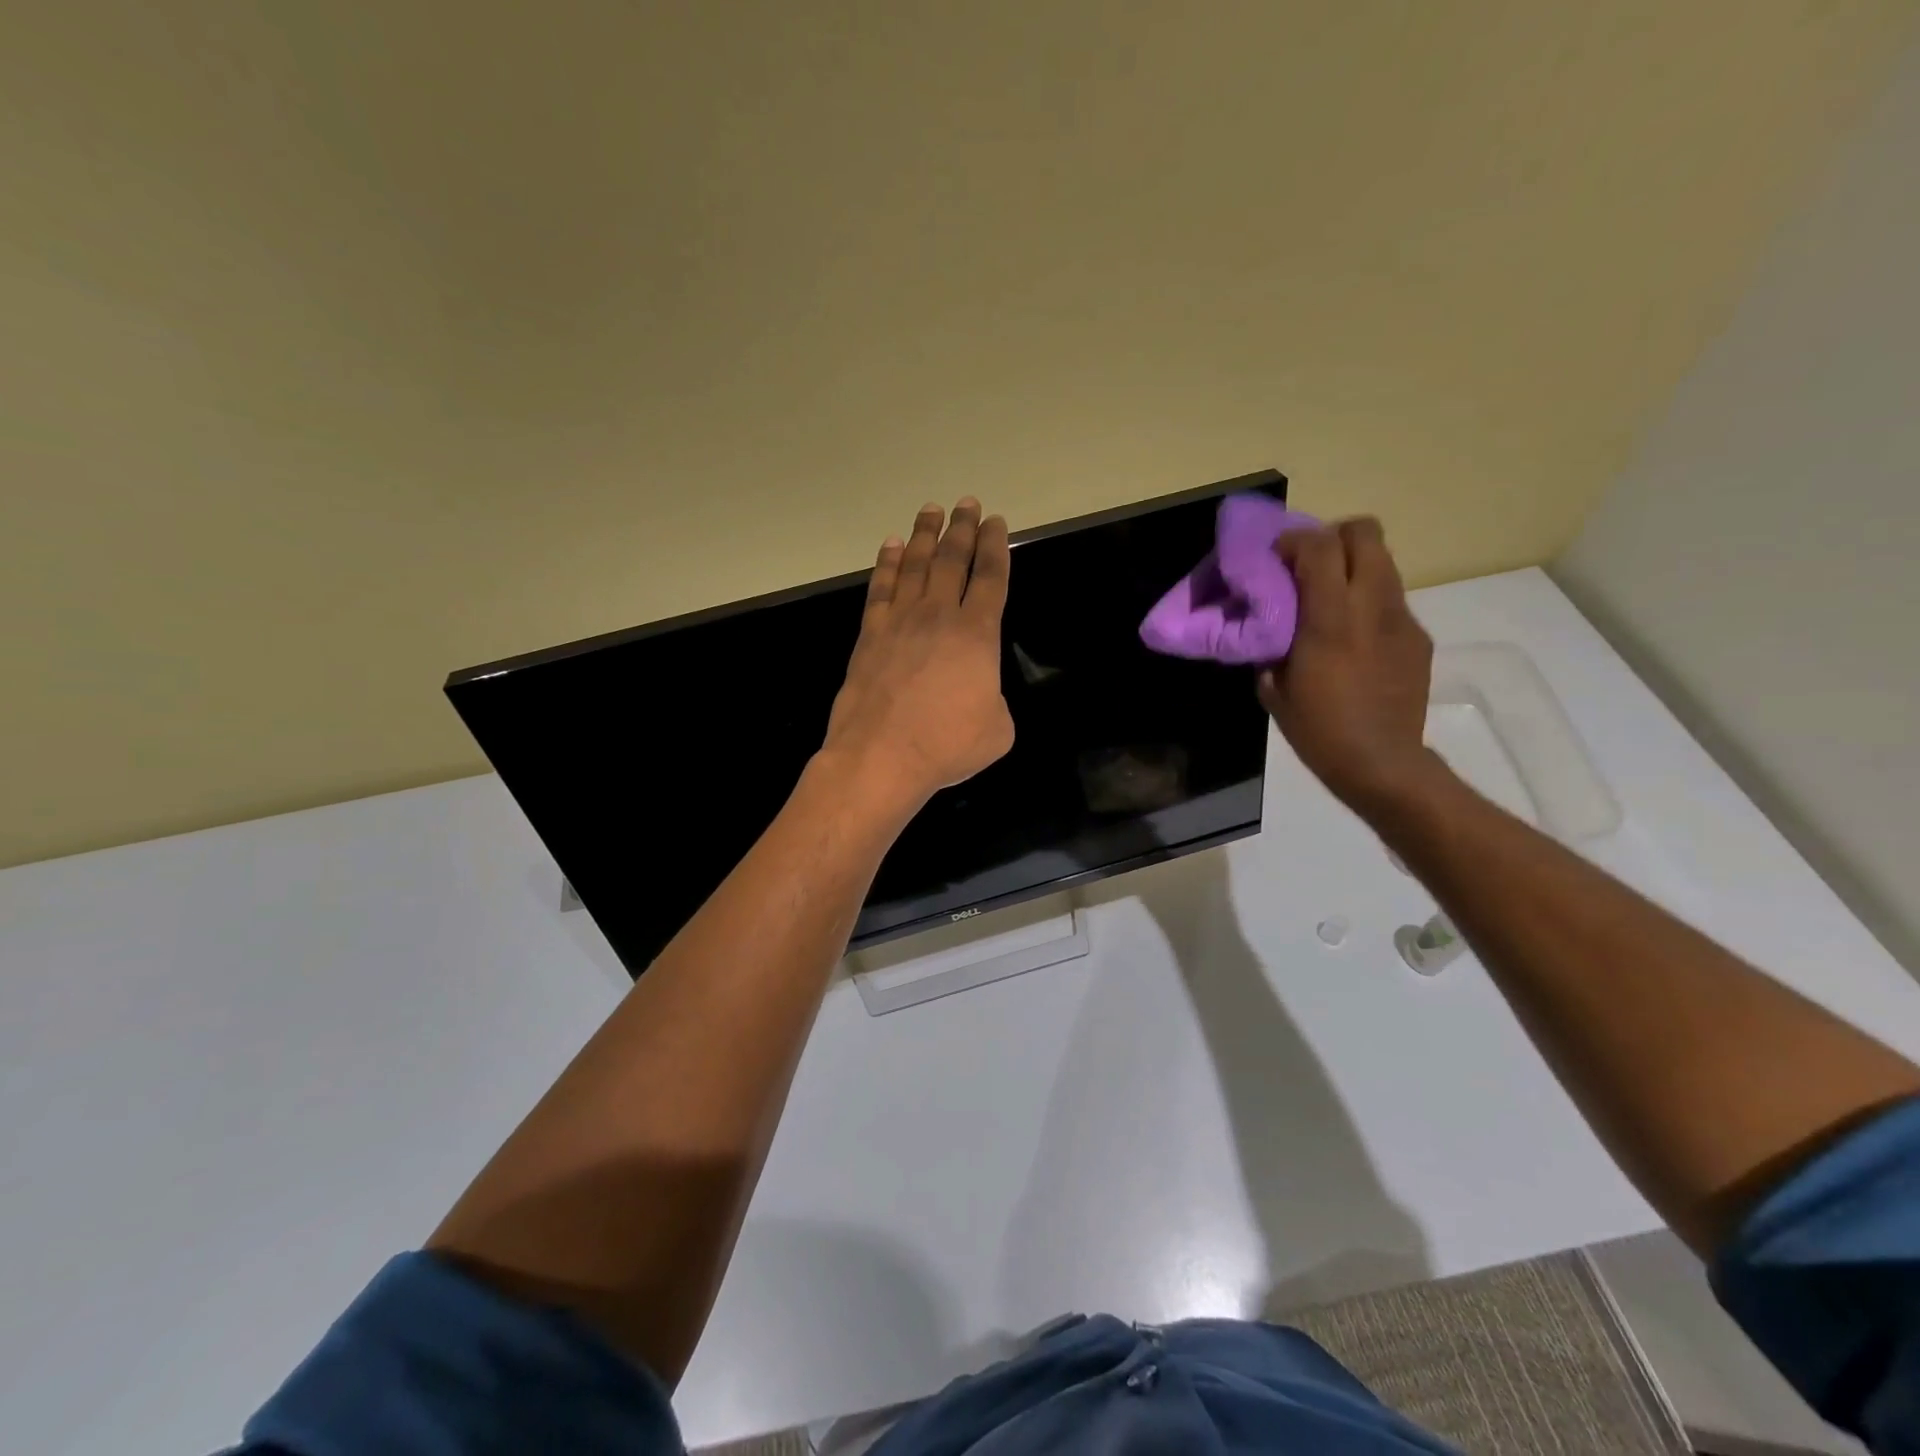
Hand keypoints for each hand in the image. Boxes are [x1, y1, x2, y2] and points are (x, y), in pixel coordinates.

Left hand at [820, 498, 1014, 813]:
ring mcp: (900, 622)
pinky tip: (891, 546)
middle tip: (968, 504)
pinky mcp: (870, 635)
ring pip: (916, 566)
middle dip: (963, 529)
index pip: (992, 579)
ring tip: (932, 510)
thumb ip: (994, 699)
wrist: (881, 756)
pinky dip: (887, 564)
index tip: (996, 523)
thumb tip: (979, 691)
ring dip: (926, 535)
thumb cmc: (946, 746)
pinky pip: (880, 588)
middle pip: (953, 560)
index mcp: (978, 636)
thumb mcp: (997, 729)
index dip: (996, 547)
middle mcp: (939, 616)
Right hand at [1256, 517, 1439, 817]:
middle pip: (1364, 533)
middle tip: (1309, 564)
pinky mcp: (1418, 637)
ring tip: (1330, 597)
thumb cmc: (1318, 730)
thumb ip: (1271, 646)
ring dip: (1353, 567)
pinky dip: (1368, 602)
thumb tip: (1267, 625)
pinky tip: (1354, 638)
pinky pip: (1391, 599)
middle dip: (1333, 537)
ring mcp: (1402, 619)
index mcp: (1330, 619)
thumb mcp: (1274, 689)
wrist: (1382, 763)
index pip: (1320, 547)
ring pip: (1383, 562)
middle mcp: (1372, 606)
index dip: (1294, 540)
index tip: (1275, 557)